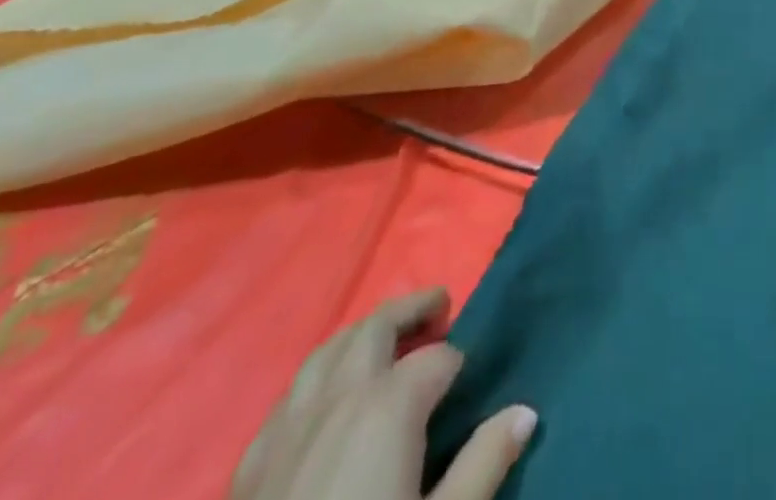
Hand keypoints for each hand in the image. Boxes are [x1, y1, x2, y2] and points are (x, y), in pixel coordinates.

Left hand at [232, 289, 535, 499]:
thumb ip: (484, 463)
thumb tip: (525, 412)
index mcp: (388, 407)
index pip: (438, 358)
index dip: (459, 363)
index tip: (470, 377)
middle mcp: (338, 398)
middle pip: (377, 326)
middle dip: (412, 310)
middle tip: (439, 308)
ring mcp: (287, 429)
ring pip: (327, 350)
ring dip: (362, 335)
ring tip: (386, 341)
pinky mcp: (250, 467)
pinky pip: (288, 398)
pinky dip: (317, 380)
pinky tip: (325, 403)